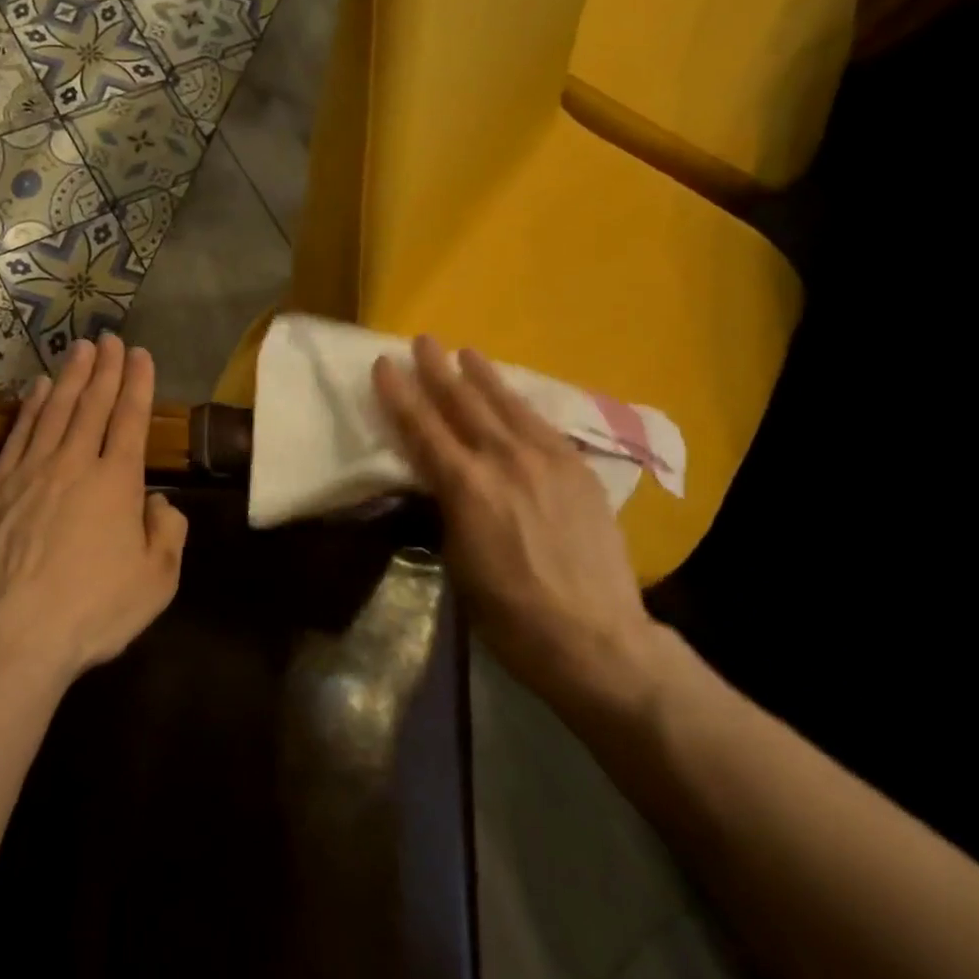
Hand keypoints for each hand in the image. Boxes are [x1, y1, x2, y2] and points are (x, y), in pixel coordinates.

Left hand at [0, 334, 188, 684]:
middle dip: (105, 368)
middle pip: (92, 404)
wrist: (11, 634)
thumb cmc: (93, 609)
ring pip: (55, 410)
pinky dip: (30, 406)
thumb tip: (158, 502)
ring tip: (79, 349)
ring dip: (69, 376)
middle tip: (110, 338)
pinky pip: (18, 433)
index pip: (130, 419)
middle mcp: (75, 463)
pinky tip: (36, 388)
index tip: (140, 354)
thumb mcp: (157, 581)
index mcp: (117, 482)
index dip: (137, 383)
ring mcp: (31, 471)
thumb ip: (167, 533)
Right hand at [372, 337, 663, 714]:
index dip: (399, 394)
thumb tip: (441, 480)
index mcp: (466, 486)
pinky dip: (520, 405)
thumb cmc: (508, 612)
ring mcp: (548, 460)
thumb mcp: (456, 560)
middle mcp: (504, 460)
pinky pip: (542, 425)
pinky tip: (514, 396)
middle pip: (463, 403)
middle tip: (422, 341)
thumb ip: (447, 507)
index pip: (422, 427)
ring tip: (466, 352)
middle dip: (438, 369)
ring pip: (507, 405)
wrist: (594, 638)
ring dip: (483, 376)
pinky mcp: (579, 469)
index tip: (384, 364)